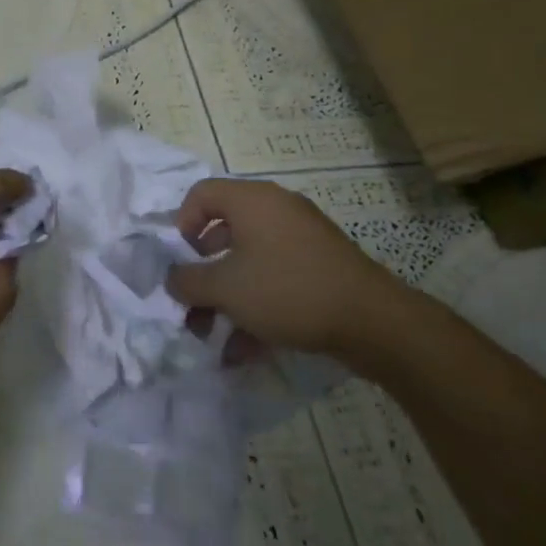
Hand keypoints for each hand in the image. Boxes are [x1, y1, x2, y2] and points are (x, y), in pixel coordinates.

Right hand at [165, 178, 423, 378]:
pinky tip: (244, 351)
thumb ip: (188, 281)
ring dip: (226, 298)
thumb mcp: (226, 288)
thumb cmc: (287, 290)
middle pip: (224, 231)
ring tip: (212, 337)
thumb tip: (173, 279)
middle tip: (191, 304)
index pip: (202, 193)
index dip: (181, 223)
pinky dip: (256, 307)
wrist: (373, 321)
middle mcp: (276, 210)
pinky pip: (275, 279)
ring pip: (249, 262)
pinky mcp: (320, 268)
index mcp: (252, 200)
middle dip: (203, 273)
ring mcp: (302, 239)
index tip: (179, 260)